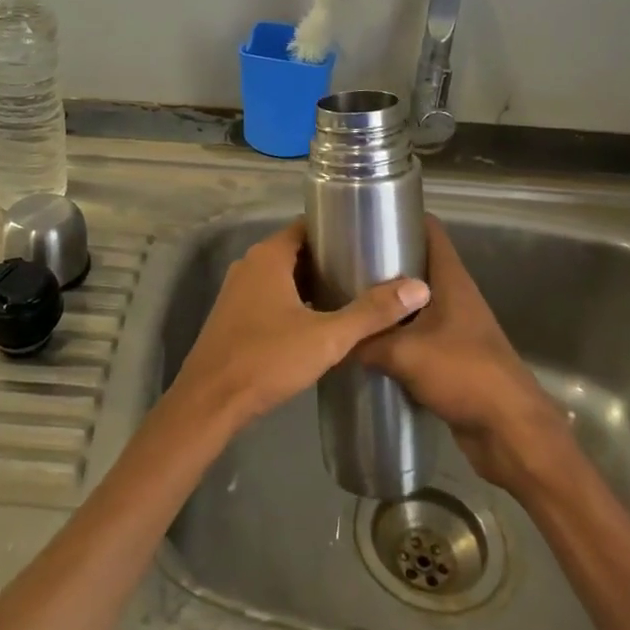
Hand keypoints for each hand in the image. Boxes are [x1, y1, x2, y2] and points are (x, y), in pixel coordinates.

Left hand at [167, 219, 430, 436]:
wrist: (211, 402)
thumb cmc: (267, 359)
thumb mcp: (327, 337)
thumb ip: (371, 312)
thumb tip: (418, 287)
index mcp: (269, 256)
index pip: (308, 226)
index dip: (338, 229)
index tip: (369, 239)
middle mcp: (250, 264)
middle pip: (297, 251)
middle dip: (330, 259)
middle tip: (368, 270)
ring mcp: (238, 290)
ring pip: (283, 276)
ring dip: (312, 283)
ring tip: (351, 294)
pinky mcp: (234, 315)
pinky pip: (270, 295)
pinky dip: (295, 300)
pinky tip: (319, 321)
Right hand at [359, 217, 572, 489]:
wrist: (509, 431)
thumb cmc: (464, 374)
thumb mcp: (405, 354)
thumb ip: (367, 341)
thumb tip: (336, 338)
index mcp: (451, 280)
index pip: (429, 230)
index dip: (402, 216)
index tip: (365, 216)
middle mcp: (455, 296)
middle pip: (417, 265)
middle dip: (383, 261)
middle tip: (342, 262)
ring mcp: (455, 327)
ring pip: (414, 303)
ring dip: (387, 302)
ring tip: (347, 300)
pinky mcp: (451, 357)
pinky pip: (416, 335)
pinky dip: (395, 335)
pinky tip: (366, 343)